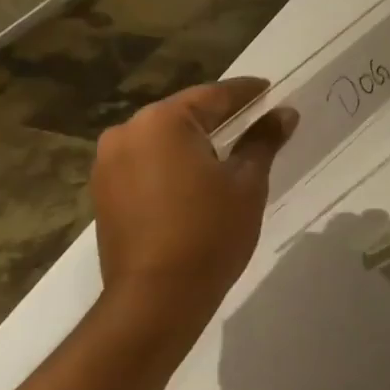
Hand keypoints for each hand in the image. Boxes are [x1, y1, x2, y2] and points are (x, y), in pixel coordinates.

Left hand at [88, 79, 296, 359]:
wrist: (155, 300)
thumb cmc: (209, 233)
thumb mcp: (247, 183)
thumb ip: (264, 140)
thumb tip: (285, 113)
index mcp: (163, 121)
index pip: (214, 96)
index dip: (246, 92)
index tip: (269, 89)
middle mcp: (128, 131)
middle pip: (184, 114)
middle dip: (218, 115)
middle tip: (253, 117)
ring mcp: (109, 162)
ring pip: (162, 138)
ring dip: (193, 140)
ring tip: (227, 149)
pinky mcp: (104, 191)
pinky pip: (145, 161)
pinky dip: (171, 162)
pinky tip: (195, 176)